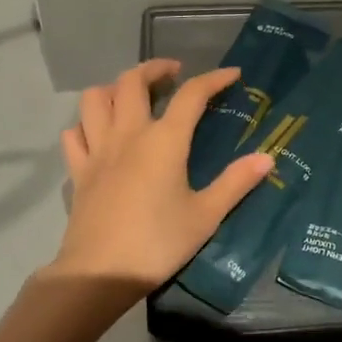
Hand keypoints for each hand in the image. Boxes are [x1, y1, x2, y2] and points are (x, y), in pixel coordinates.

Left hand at [49, 59, 273, 293]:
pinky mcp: (79, 172)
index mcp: (164, 141)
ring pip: (94, 99)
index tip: (232, 74)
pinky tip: (99, 133)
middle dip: (154, 68)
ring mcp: (97, 150)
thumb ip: (236, 182)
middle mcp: (128, 134)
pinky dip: (86, 125)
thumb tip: (267, 157)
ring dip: (113, 88)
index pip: (191, 95)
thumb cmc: (158, 243)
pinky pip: (74, 134)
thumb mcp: (206, 216)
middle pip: (132, 81)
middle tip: (173, 74)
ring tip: (131, 96)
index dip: (213, 79)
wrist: (100, 273)